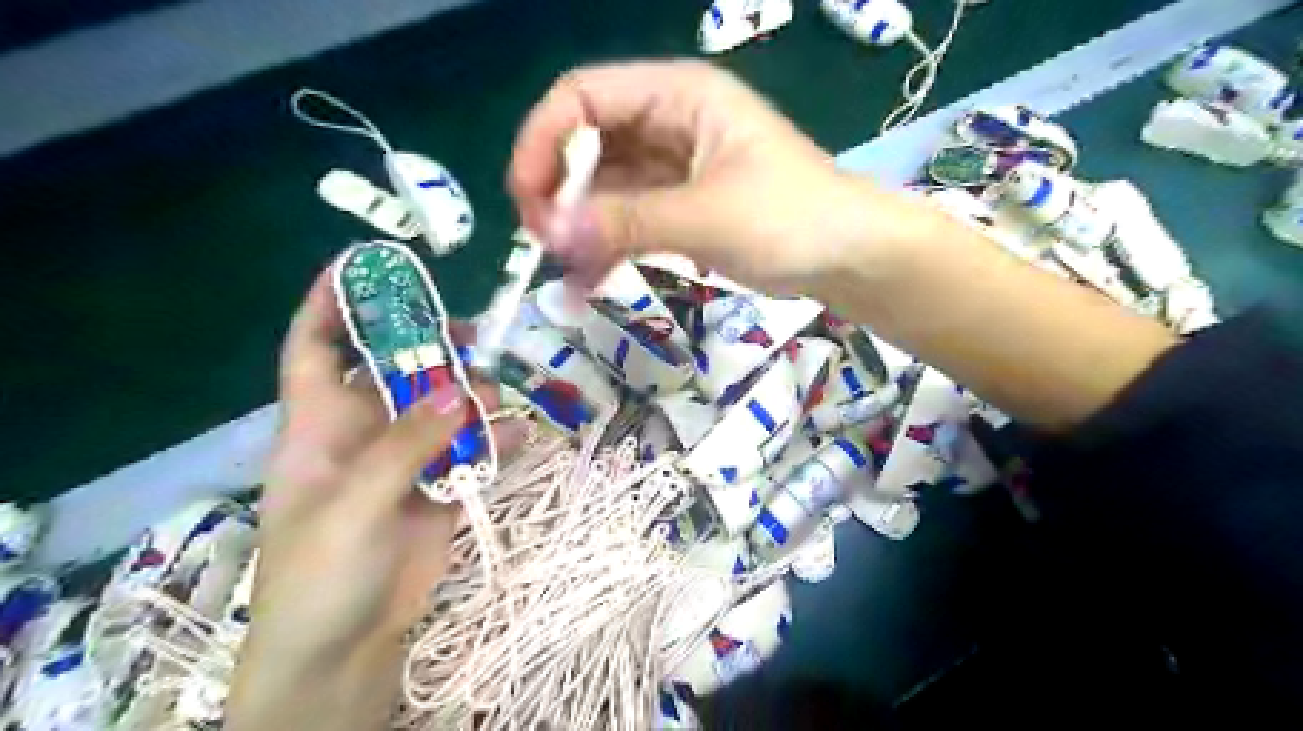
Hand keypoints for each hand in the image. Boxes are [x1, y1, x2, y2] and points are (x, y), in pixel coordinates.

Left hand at [223, 272, 514, 729]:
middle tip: (469, 331)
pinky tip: (520, 436)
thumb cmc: (320, 575)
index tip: (365, 264)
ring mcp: (407, 456)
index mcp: (319, 425)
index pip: (315, 348)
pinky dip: (499, 438)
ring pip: (443, 403)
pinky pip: (475, 446)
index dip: (331, 304)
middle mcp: (364, 431)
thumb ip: (405, 447)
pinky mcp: (442, 482)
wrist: (346, 649)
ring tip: (496, 394)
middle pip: (394, 367)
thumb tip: (459, 391)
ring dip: (472, 393)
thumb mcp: (352, 507)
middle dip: (426, 343)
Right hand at [503, 58, 918, 292]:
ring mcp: (674, 167)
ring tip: (565, 273)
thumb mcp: (706, 217)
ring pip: (604, 187)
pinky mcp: (681, 206)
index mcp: (677, 96)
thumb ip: (626, 222)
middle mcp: (669, 122)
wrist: (849, 257)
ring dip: (579, 226)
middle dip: (558, 191)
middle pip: (587, 143)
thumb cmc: (791, 220)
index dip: (543, 142)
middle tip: (545, 244)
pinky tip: (589, 279)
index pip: (583, 97)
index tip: (527, 201)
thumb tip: (551, 235)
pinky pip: (628, 217)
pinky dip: (606, 245)